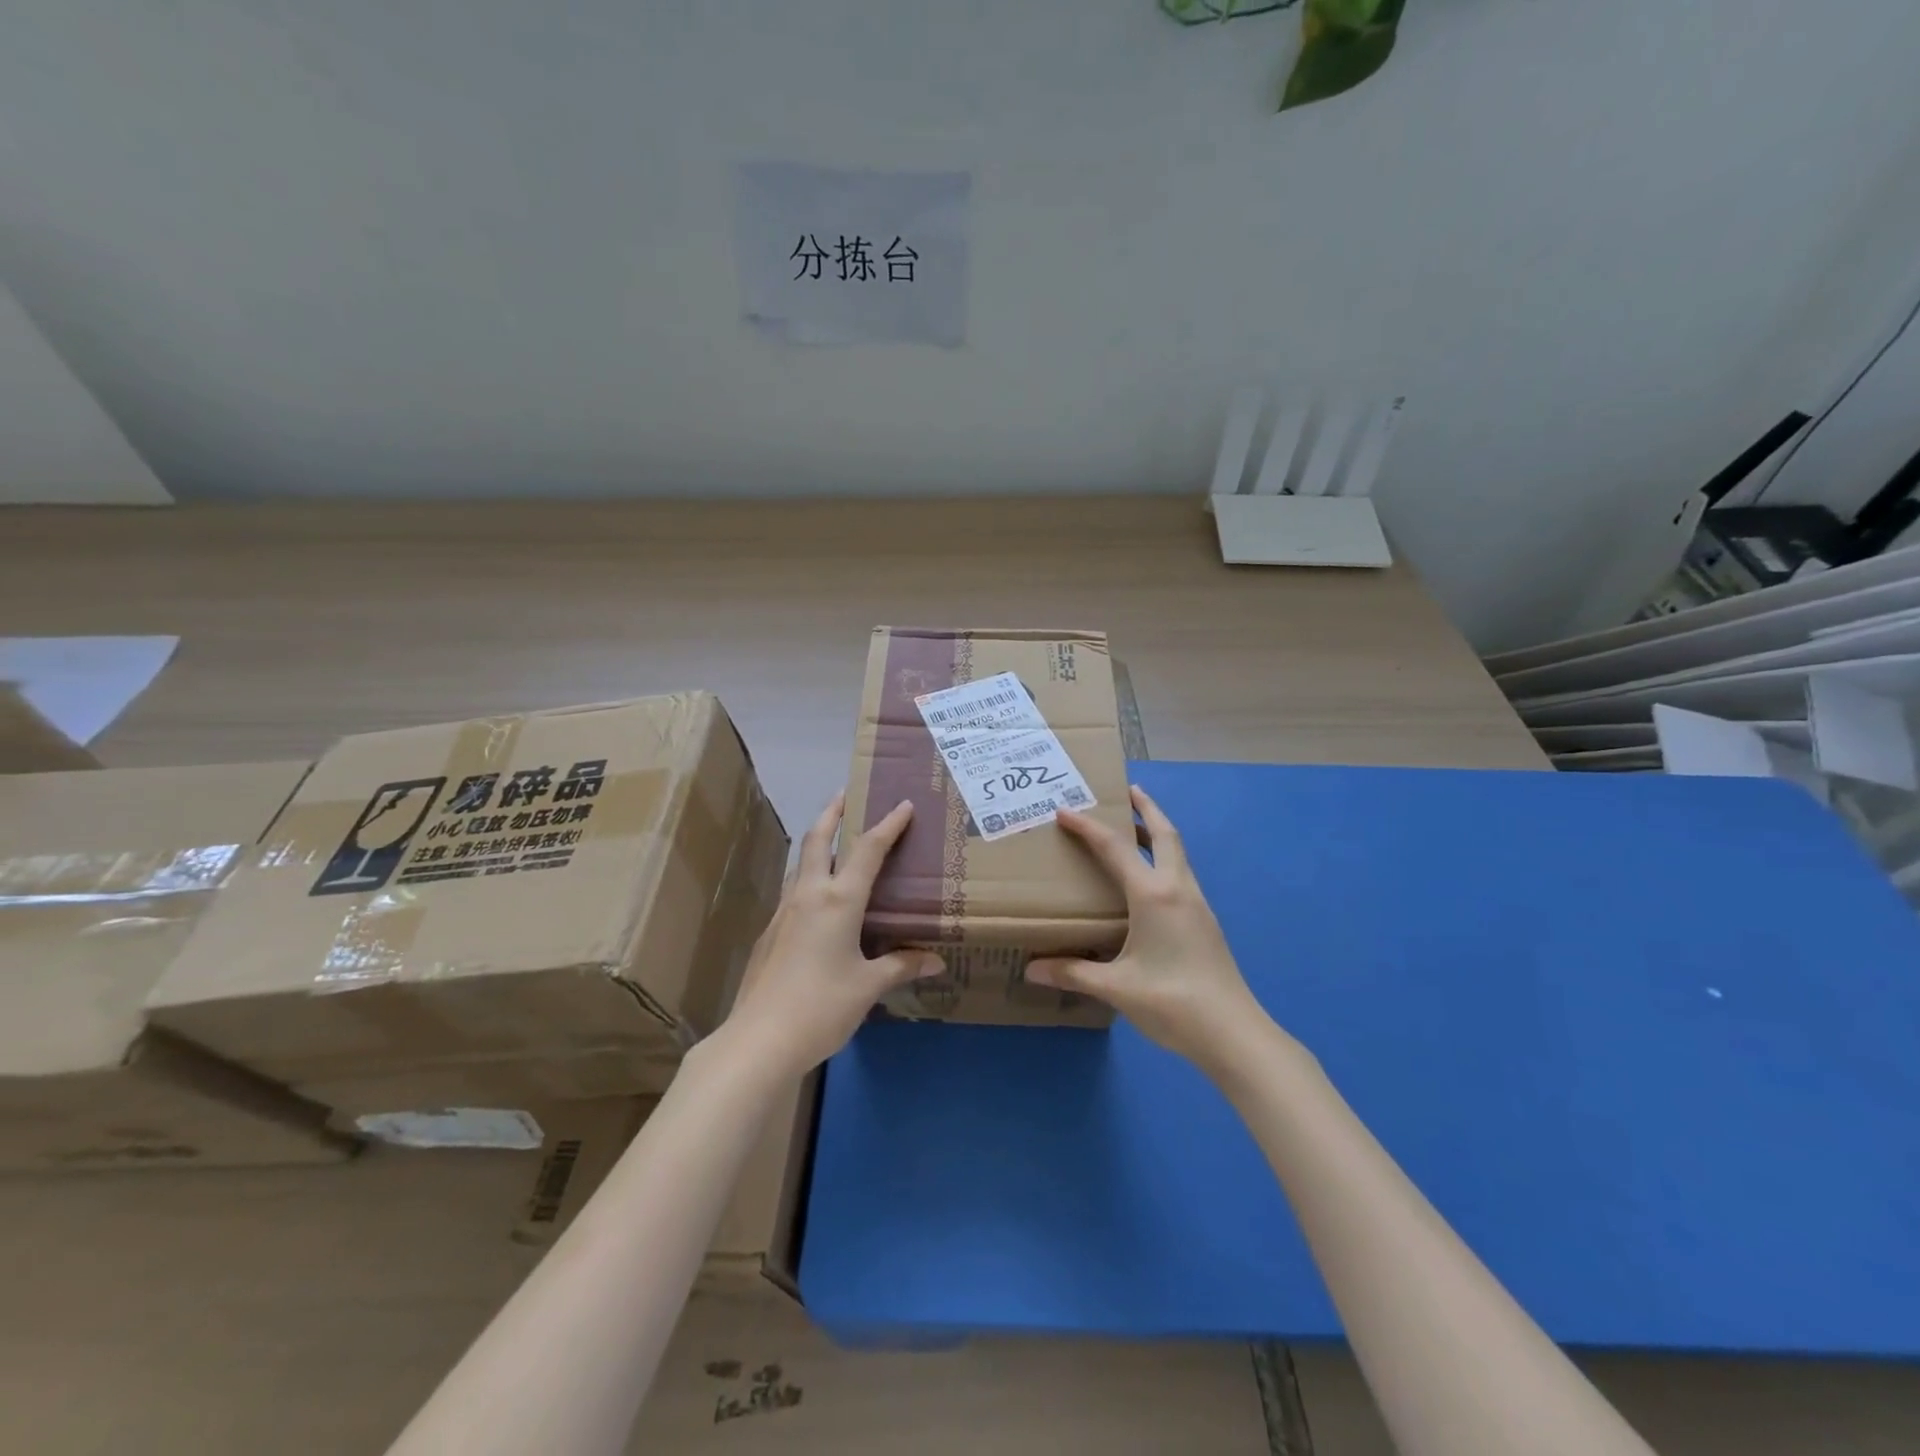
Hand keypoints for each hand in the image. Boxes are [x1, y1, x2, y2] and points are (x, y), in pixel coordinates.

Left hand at [721, 792, 941, 1078]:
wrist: (759, 1039)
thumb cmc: (821, 1007)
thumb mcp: (868, 986)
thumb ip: (902, 966)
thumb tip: (935, 960)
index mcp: (838, 900)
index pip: (868, 850)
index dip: (888, 825)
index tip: (904, 804)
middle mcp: (809, 895)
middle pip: (818, 839)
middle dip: (833, 812)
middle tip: (847, 795)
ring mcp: (783, 912)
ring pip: (800, 863)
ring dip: (817, 842)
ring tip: (833, 840)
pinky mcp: (769, 932)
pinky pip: (794, 890)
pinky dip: (808, 876)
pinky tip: (818, 898)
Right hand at [1029, 785, 1267, 1069]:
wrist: (1235, 1034)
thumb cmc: (1173, 1002)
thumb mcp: (1116, 987)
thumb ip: (1073, 973)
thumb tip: (1031, 969)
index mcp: (1154, 895)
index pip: (1115, 848)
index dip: (1088, 827)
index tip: (1065, 811)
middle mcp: (1178, 889)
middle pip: (1166, 834)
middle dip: (1147, 808)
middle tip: (1127, 791)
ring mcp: (1197, 905)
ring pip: (1178, 854)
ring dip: (1158, 832)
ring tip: (1135, 829)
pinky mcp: (1205, 922)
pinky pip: (1181, 874)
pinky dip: (1164, 859)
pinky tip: (1149, 881)